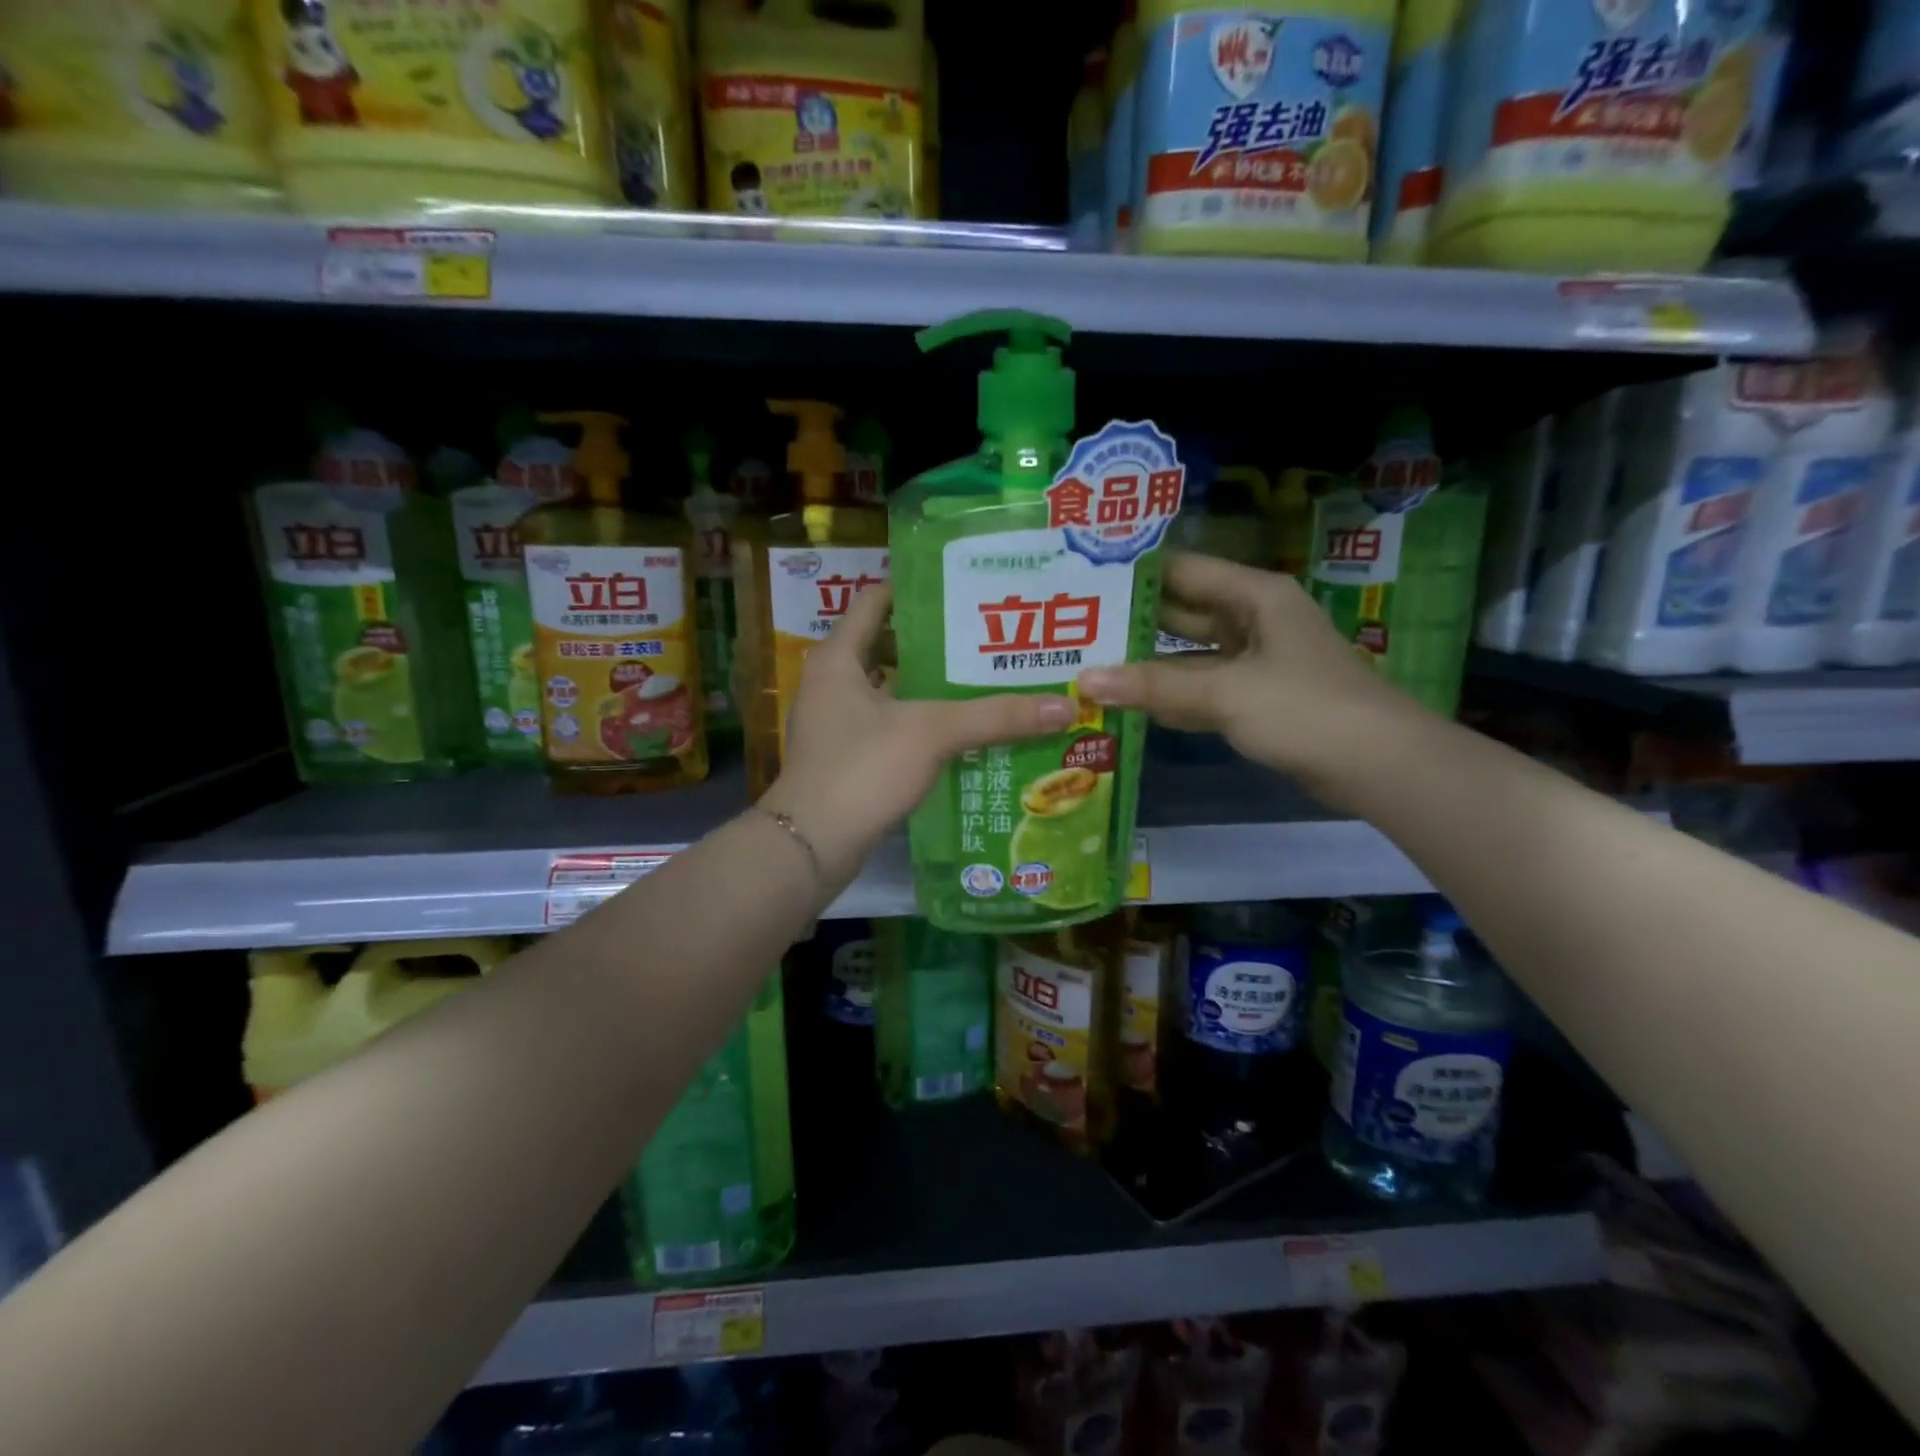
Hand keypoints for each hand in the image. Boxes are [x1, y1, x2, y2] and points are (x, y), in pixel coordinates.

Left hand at [762, 584, 1075, 891]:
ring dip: (931, 688)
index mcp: (838, 658)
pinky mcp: (848, 759)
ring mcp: (837, 724)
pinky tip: (961, 732)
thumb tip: (1064, 706)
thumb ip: (996, 716)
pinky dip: (922, 724)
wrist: (812, 845)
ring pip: (892, 692)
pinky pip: (891, 727)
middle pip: (888, 647)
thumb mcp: (932, 732)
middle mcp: (832, 683)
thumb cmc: (862, 768)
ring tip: (984, 680)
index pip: (875, 602)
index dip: (914, 588)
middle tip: (988, 637)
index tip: (961, 585)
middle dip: (936, 643)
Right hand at [1076, 553, 1431, 807]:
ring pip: (1190, 656)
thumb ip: (1154, 685)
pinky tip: (1128, 703)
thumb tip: (1085, 680)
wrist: (1378, 766)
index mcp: (1255, 597)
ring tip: (1088, 663)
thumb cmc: (1304, 709)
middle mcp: (1253, 621)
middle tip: (1076, 626)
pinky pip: (1202, 690)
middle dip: (1134, 622)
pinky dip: (1170, 697)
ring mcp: (1255, 663)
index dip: (1136, 574)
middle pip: (1183, 614)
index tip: (1085, 579)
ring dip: (1148, 664)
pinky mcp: (1255, 700)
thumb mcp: (1225, 693)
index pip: (1184, 571)